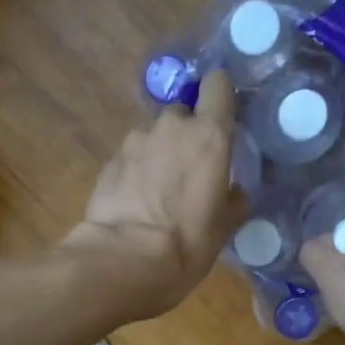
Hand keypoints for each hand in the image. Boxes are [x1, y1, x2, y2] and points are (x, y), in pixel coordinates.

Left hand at [65, 70, 242, 316]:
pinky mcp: (109, 162)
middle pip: (182, 114)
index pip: (217, 84)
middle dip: (185, 134)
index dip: (218, 95)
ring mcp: (135, 141)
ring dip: (157, 154)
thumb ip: (233, 198)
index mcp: (208, 135)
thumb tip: (235, 191)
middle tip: (187, 170)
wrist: (125, 259)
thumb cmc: (187, 243)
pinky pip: (130, 158)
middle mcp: (171, 126)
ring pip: (153, 136)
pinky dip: (135, 172)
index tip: (220, 115)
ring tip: (156, 192)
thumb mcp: (224, 227)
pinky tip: (134, 202)